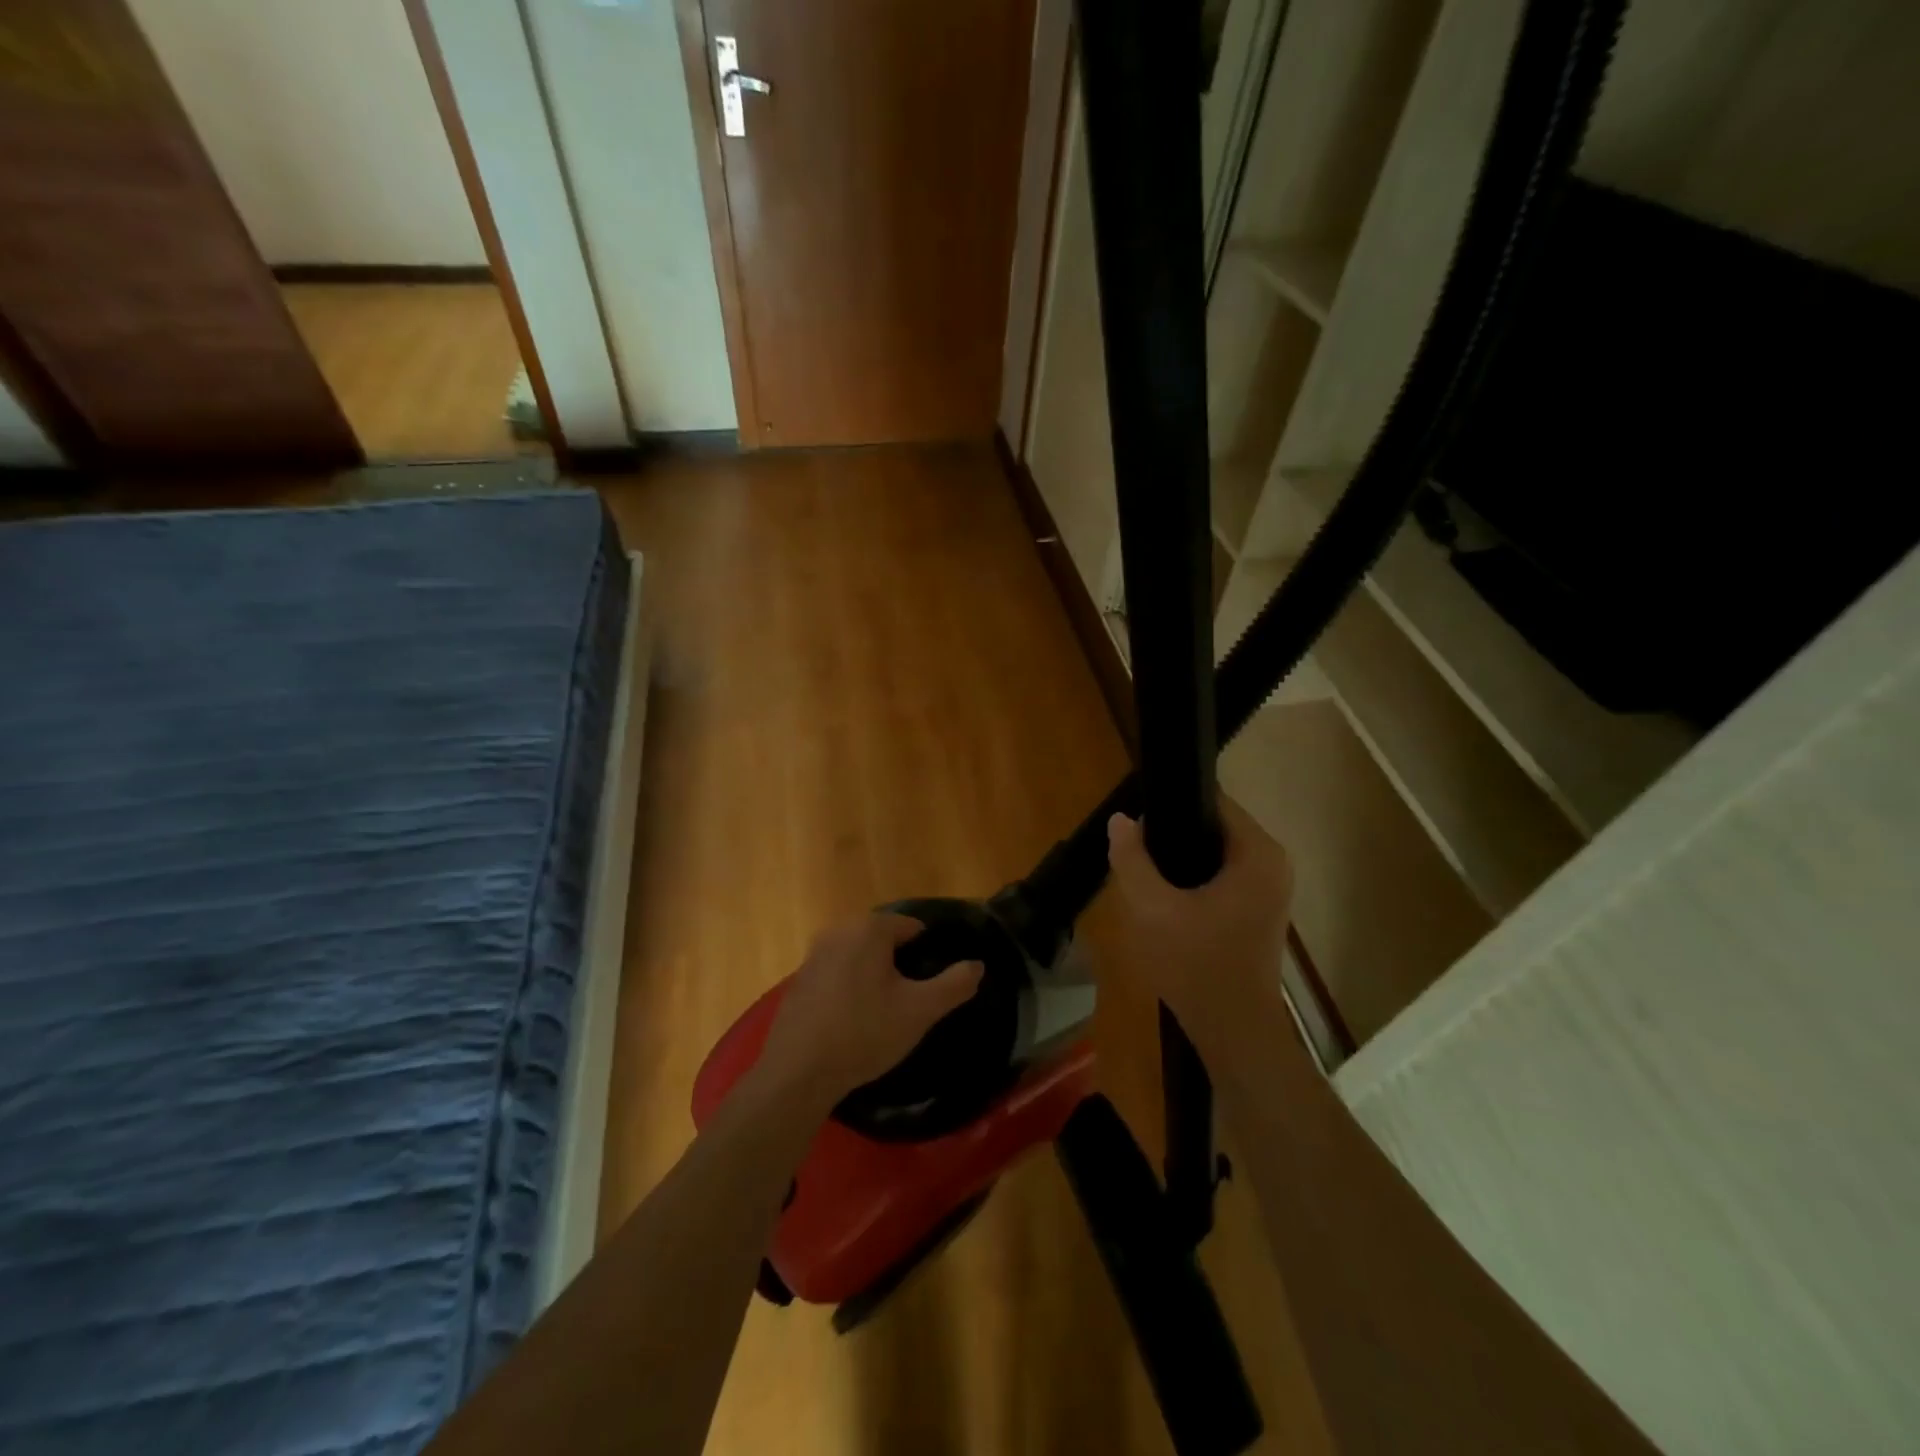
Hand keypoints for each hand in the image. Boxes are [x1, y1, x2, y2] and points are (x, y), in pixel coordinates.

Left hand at [756, 914, 983, 1107]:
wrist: (798, 1073)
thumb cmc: (864, 1033)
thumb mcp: (920, 1011)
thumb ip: (955, 984)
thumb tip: (977, 965)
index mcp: (869, 928)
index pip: (912, 926)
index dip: (928, 953)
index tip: (933, 983)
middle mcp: (839, 930)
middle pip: (883, 939)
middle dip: (901, 963)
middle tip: (913, 1000)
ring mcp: (813, 954)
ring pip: (859, 956)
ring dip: (875, 975)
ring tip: (886, 1012)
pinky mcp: (799, 980)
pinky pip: (837, 973)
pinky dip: (850, 987)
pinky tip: (855, 1020)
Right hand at [1104, 798, 1293, 1057]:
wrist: (1233, 1032)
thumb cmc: (1195, 965)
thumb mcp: (1151, 909)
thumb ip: (1132, 859)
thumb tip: (1121, 819)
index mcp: (1257, 853)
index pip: (1214, 801)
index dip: (1173, 803)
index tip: (1139, 818)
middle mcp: (1273, 863)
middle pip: (1214, 826)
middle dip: (1174, 833)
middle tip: (1135, 849)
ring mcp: (1270, 889)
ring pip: (1216, 854)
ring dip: (1182, 859)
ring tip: (1144, 870)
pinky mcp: (1260, 911)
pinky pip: (1223, 876)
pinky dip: (1196, 879)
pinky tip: (1166, 896)